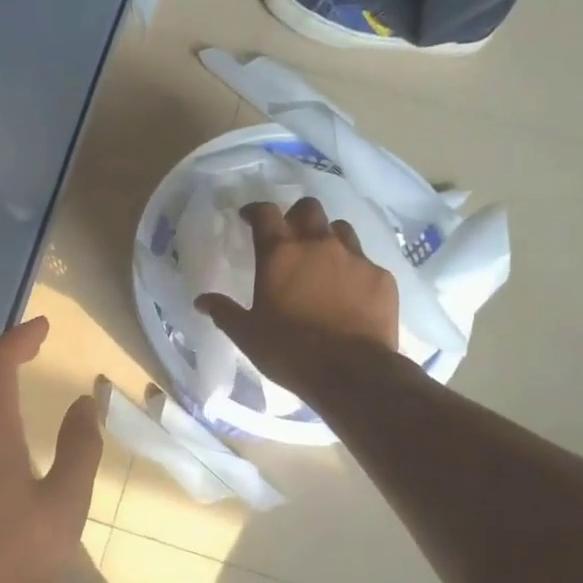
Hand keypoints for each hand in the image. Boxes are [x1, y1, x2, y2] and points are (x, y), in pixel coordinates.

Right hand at [195, 197, 398, 397]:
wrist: (353, 373)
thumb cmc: (290, 351)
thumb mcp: (247, 335)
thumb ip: (224, 312)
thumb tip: (201, 301)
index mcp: (280, 254)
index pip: (266, 213)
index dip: (256, 211)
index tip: (249, 218)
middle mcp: (318, 245)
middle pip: (309, 209)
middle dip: (296, 215)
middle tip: (289, 235)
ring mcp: (355, 258)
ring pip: (340, 229)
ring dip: (328, 238)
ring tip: (322, 261)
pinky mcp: (381, 277)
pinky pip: (365, 262)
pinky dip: (354, 270)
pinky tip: (350, 292)